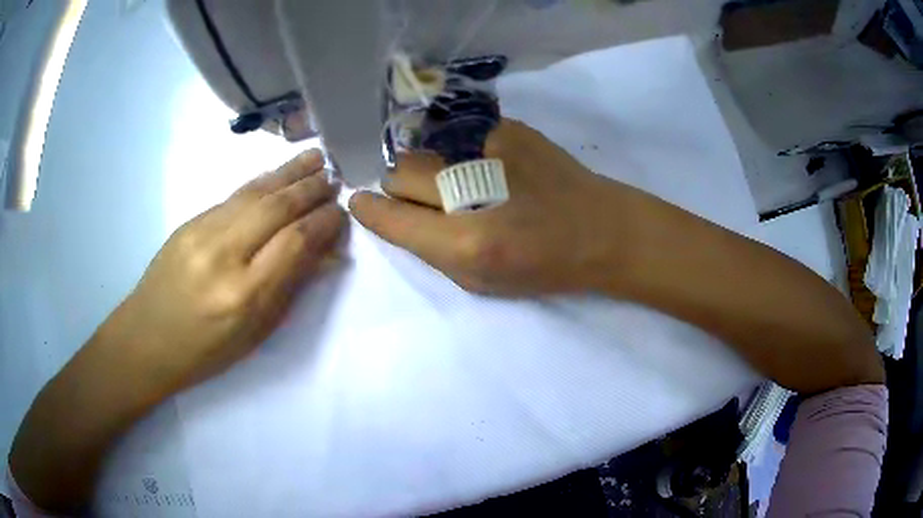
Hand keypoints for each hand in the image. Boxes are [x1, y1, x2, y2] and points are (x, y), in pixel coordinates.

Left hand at [105, 149, 345, 394]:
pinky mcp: (190, 221)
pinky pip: (233, 196)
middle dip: (310, 190)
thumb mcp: (255, 333)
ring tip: (315, 158)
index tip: (342, 213)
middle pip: (276, 208)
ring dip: (289, 173)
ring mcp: (201, 232)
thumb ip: (291, 287)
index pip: (295, 242)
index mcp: (243, 295)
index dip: (324, 223)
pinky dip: (262, 182)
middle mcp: (223, 255)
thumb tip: (326, 253)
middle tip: (335, 178)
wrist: (148, 338)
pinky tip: (278, 174)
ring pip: (254, 193)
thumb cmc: (206, 350)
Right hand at [350, 119, 643, 295]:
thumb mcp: (481, 282)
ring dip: (431, 168)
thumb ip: (431, 250)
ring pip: (425, 149)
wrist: (604, 230)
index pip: (390, 215)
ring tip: (465, 183)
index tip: (363, 204)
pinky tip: (494, 167)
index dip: (370, 209)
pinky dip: (464, 154)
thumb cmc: (544, 267)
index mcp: (466, 243)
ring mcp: (491, 148)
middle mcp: (472, 189)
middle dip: (401, 187)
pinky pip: (460, 138)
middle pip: (400, 171)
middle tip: (427, 199)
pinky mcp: (509, 127)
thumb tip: (397, 215)